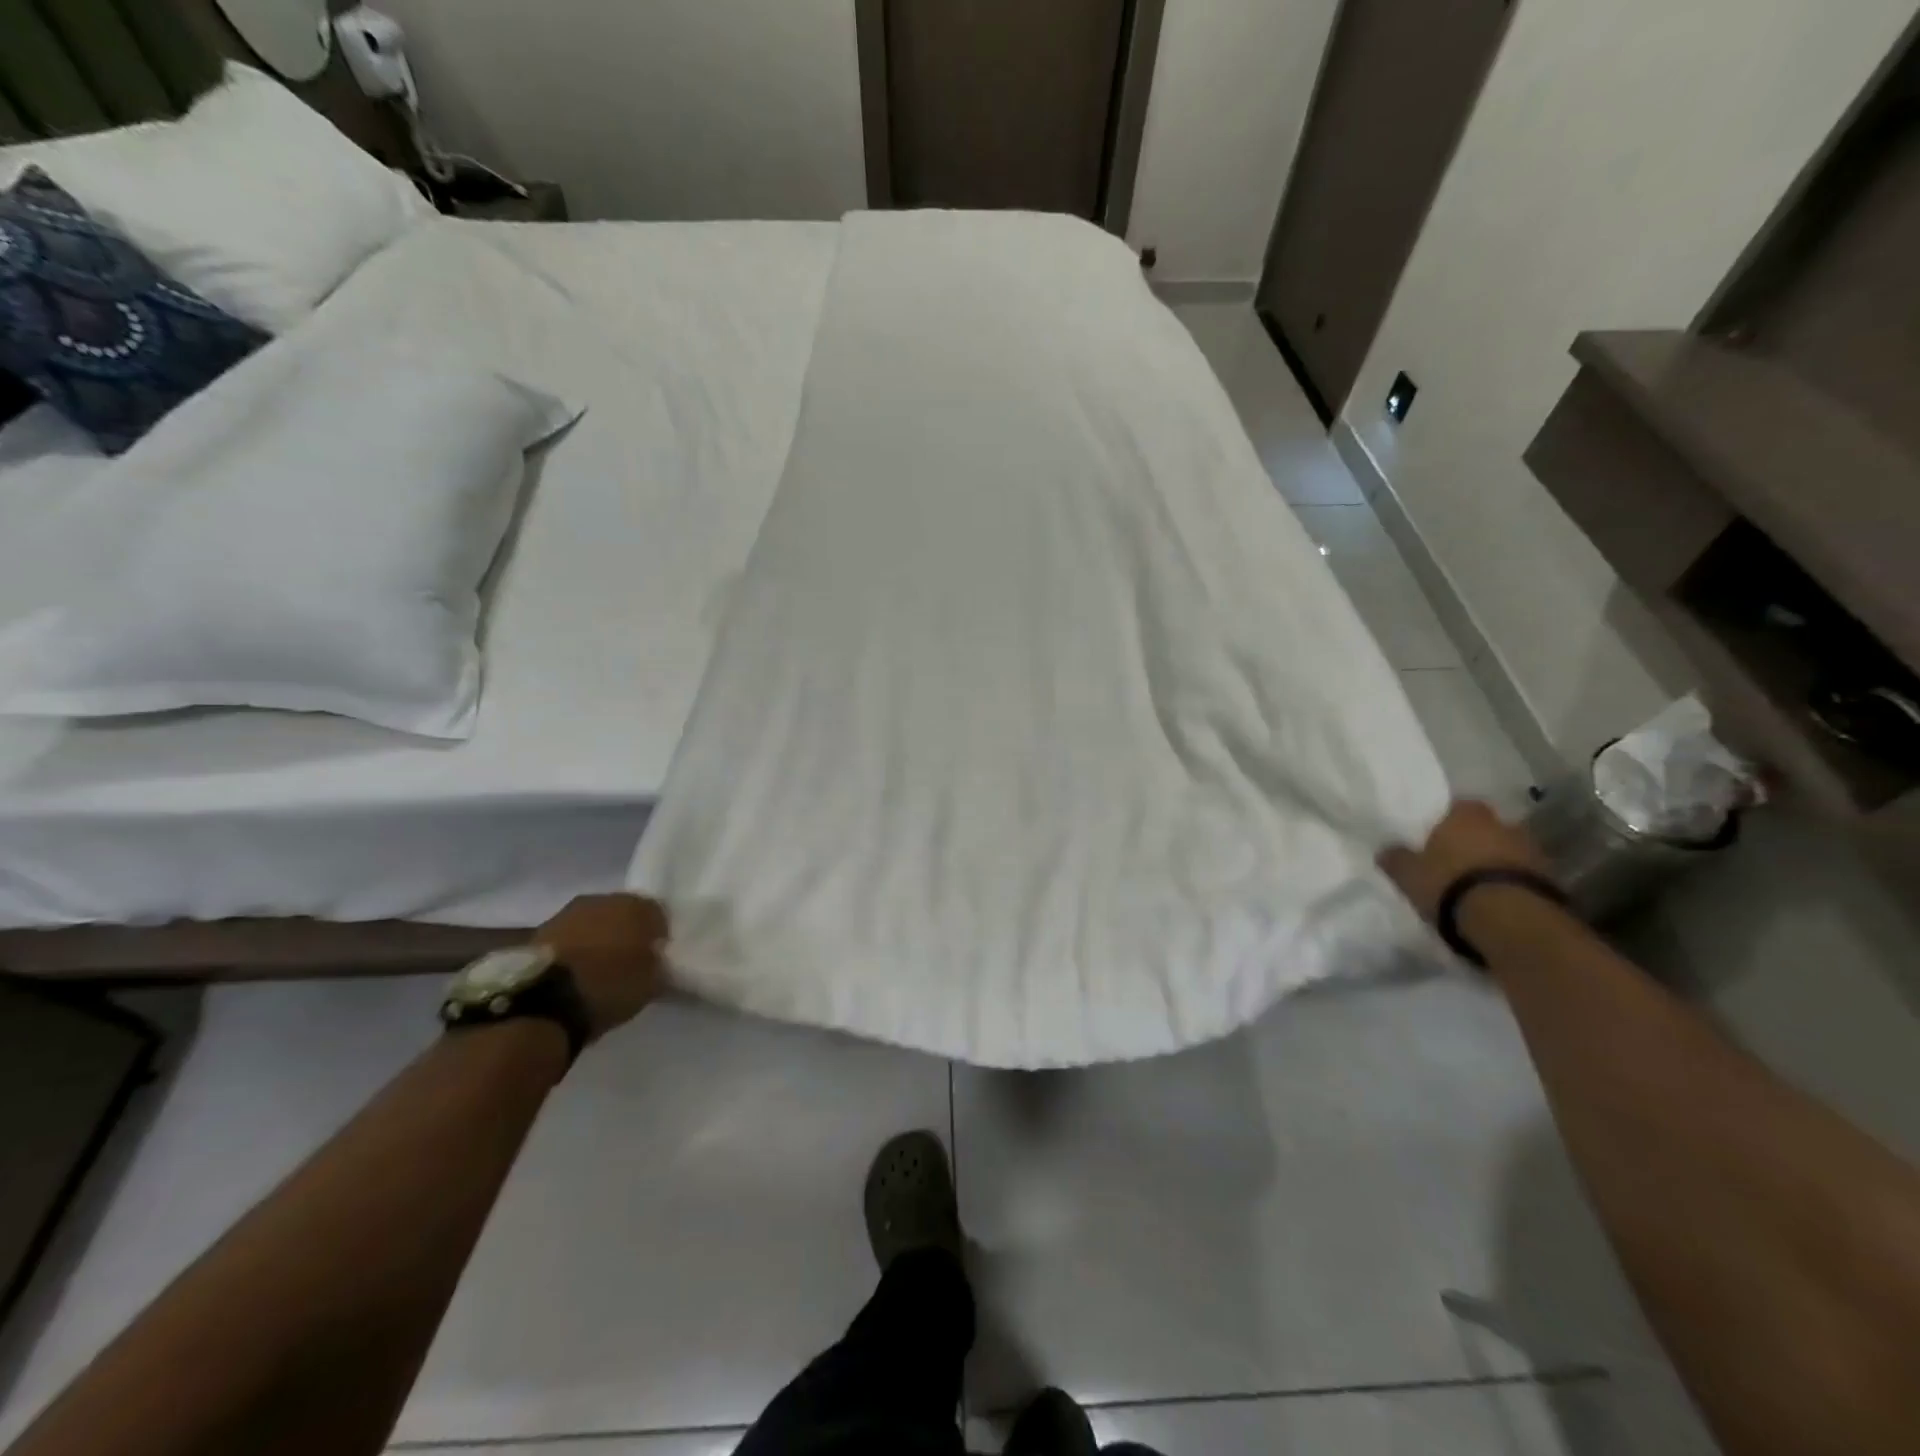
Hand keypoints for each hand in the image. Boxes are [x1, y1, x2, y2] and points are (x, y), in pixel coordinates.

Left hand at [538, 894, 669, 1040]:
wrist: (542, 1002)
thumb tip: (656, 960)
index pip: (658, 914)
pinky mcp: (539, 932)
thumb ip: (657, 964)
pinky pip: (568, 938)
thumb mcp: (651, 983)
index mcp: (637, 905)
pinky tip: (575, 972)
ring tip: (598, 969)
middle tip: (628, 961)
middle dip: (625, 933)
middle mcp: (603, 899)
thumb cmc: (609, 987)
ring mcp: (567, 913)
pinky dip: (574, 950)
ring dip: (597, 940)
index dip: (657, 936)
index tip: (656, 957)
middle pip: (622, 914)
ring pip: (592, 923)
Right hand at [1378, 799, 1550, 925]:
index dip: (1446, 821)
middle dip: (1474, 842)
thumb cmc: (1450, 884)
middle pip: (1486, 828)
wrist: (1509, 920)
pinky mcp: (1551, 881)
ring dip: (1496, 864)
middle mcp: (1503, 824)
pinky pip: (1524, 877)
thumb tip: (1386, 850)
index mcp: (1467, 814)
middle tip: (1455, 861)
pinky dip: (1512, 885)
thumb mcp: (1407, 873)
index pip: (1457, 807)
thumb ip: (1396, 858)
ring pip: (1508, 852)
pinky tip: (1496, 901)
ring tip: (1476, 886)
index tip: (1435, 837)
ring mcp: (1532, 852)